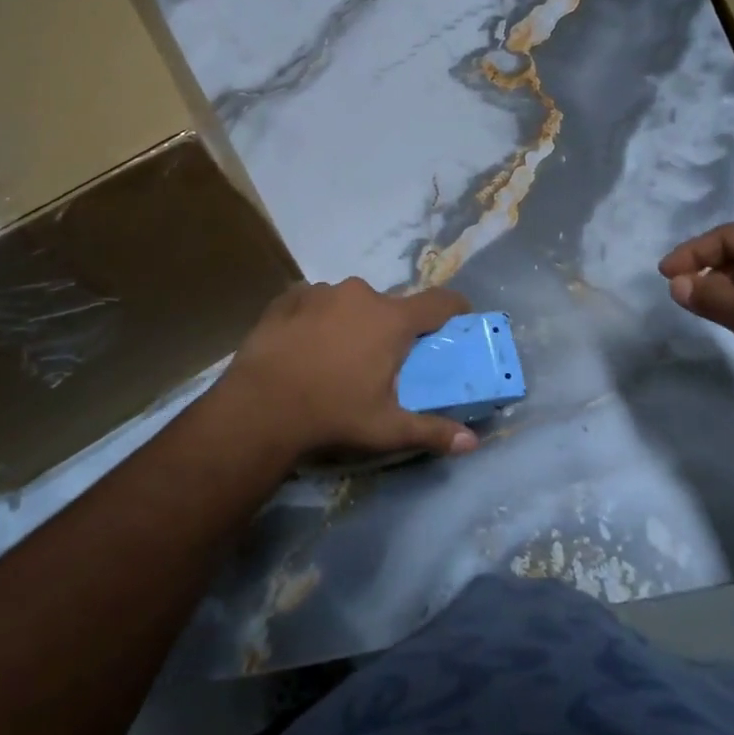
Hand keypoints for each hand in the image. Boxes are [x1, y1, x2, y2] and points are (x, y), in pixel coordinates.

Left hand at [218, 278, 478, 461]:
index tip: (460, 319)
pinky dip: (318, 318)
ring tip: (336, 356)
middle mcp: (362, 294)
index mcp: (392, 319)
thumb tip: (473, 443)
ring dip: (352, 322)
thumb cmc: (333, 413)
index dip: (456, 308)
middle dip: (392, 328)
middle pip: (390, 305)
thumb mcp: (386, 429)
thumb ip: (432, 431)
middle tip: (381, 361)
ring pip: (350, 302)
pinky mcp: (290, 296)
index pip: (440, 301)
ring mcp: (322, 291)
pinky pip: (316, 302)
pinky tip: (304, 345)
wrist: (260, 405)